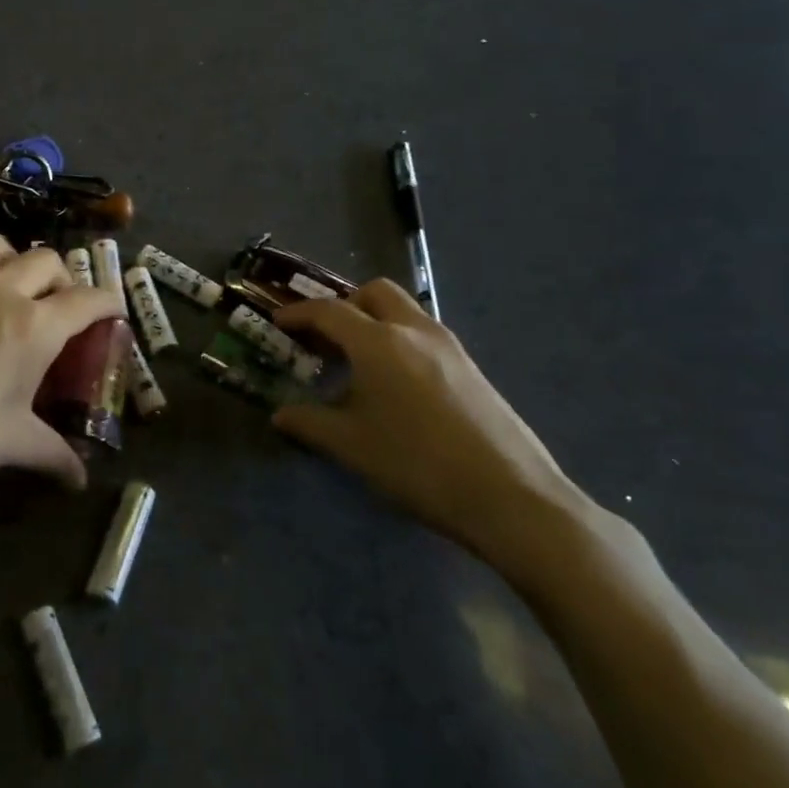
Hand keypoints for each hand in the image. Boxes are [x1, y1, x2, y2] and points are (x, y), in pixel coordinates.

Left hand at [0, 234, 121, 513]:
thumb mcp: (4, 444)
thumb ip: (49, 453)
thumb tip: (80, 478)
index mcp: (31, 326)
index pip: (86, 299)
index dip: (109, 302)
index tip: (115, 314)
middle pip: (46, 260)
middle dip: (64, 280)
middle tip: (61, 313)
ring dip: (17, 263)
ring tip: (14, 297)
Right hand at [273, 280, 584, 573]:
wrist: (510, 495)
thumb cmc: (417, 464)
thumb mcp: (352, 446)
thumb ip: (311, 423)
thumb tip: (281, 414)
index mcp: (377, 342)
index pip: (329, 312)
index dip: (299, 314)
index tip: (278, 322)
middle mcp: (413, 330)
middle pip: (373, 292)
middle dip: (344, 304)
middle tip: (325, 337)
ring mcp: (447, 345)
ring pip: (404, 310)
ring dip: (375, 319)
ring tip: (358, 360)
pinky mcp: (470, 366)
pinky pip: (423, 333)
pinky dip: (399, 339)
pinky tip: (395, 383)